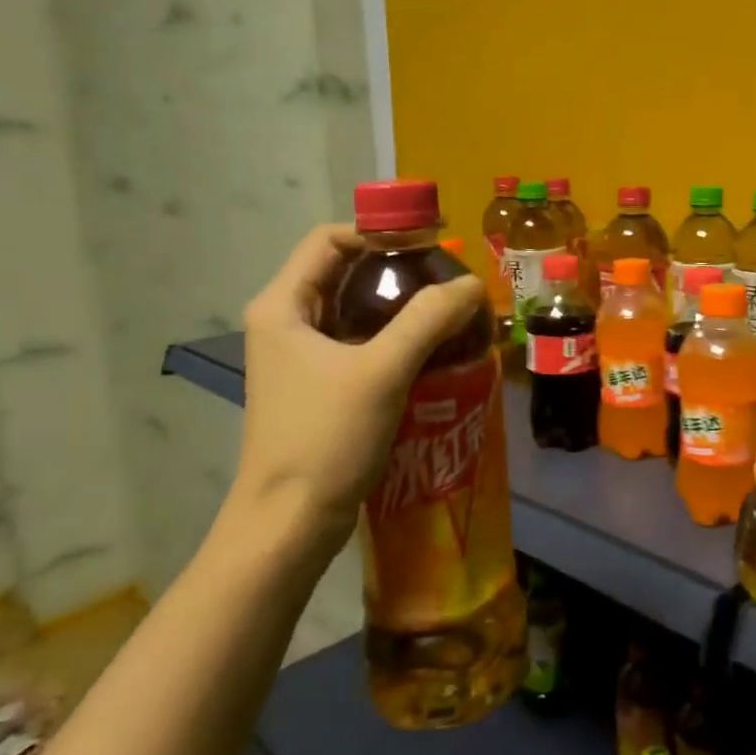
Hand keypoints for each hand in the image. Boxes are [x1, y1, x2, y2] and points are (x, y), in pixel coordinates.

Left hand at [233, 225, 483, 548]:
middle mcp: (286, 323)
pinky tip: (434, 351)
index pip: (331, 240)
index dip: (381, 231)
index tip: (434, 243)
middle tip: (451, 278)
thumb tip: (472, 283)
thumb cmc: (325, 438)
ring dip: (402, 306)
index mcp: (283, 305)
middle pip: (346, 273)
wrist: (290, 523)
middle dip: (399, 270)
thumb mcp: (381, 371)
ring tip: (451, 311)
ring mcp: (301, 358)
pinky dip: (396, 339)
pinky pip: (361, 345)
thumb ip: (428, 320)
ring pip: (357, 311)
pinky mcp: (320, 387)